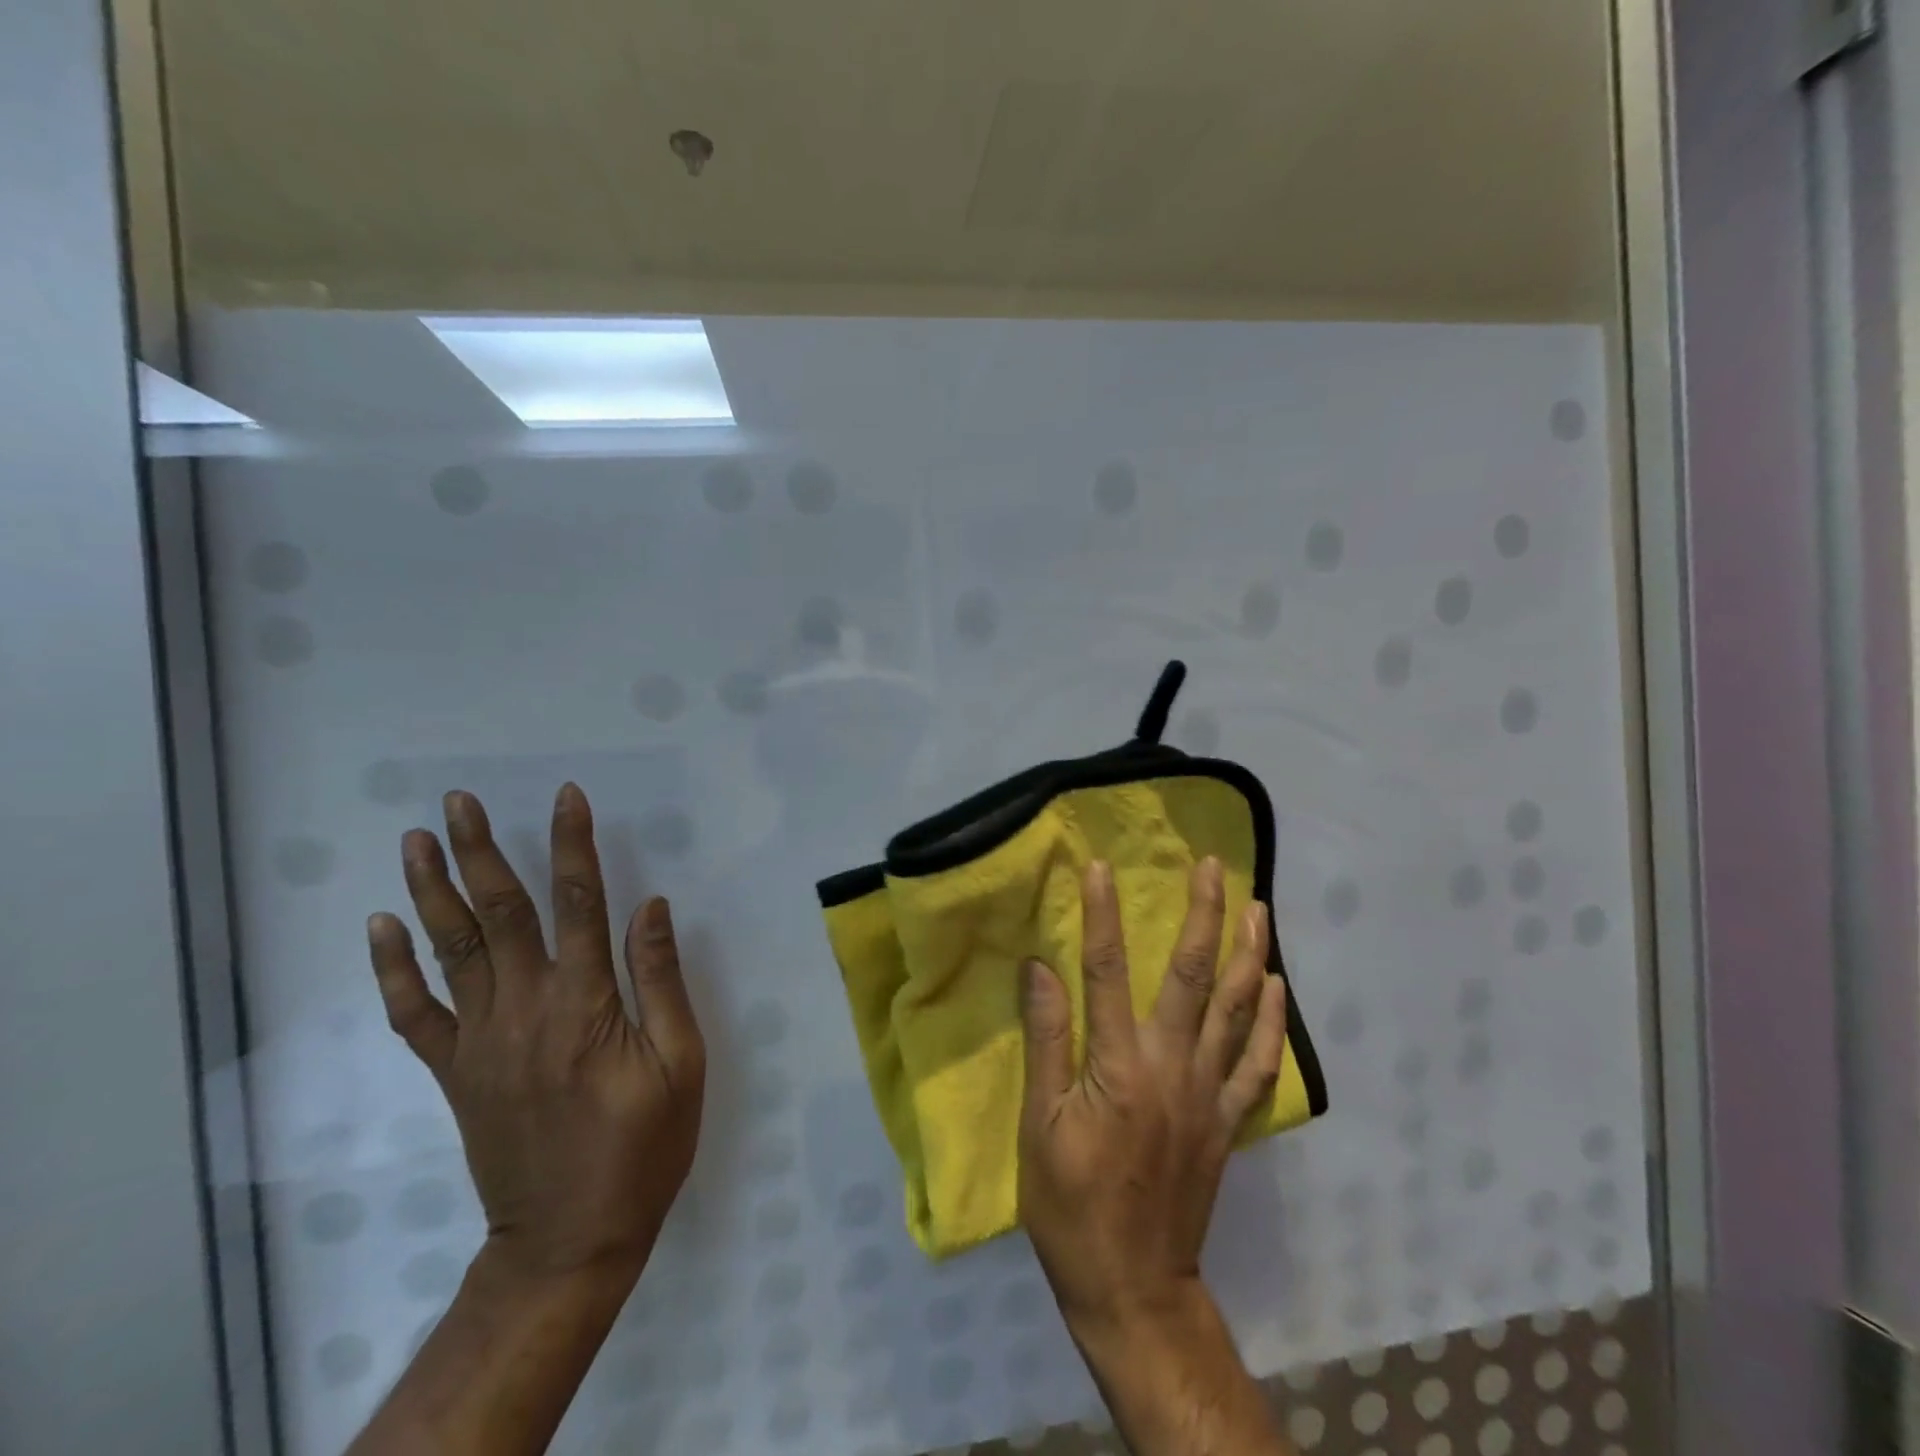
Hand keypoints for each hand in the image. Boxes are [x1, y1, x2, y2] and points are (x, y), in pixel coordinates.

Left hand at [366, 784, 705, 1286]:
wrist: (568, 1240)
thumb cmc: (642, 1147)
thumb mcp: (682, 1064)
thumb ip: (661, 980)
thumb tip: (651, 905)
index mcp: (586, 1005)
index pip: (579, 904)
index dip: (573, 845)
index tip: (566, 797)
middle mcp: (526, 1010)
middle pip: (500, 914)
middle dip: (481, 851)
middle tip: (458, 801)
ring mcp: (481, 1042)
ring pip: (452, 951)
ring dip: (433, 891)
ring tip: (417, 840)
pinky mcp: (456, 1072)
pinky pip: (416, 1012)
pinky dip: (394, 968)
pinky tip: (382, 927)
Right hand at [1017, 857, 1287, 1335]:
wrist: (1133, 1288)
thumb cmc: (1071, 1207)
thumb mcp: (1039, 1127)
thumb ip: (1047, 1041)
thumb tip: (1039, 968)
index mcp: (1120, 1068)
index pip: (1106, 971)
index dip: (1102, 915)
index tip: (1100, 867)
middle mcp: (1173, 1068)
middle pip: (1192, 976)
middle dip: (1202, 914)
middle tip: (1213, 866)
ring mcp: (1208, 1093)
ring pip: (1236, 1009)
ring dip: (1248, 952)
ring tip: (1257, 907)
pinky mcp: (1226, 1120)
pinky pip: (1258, 1062)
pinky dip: (1270, 1020)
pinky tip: (1277, 985)